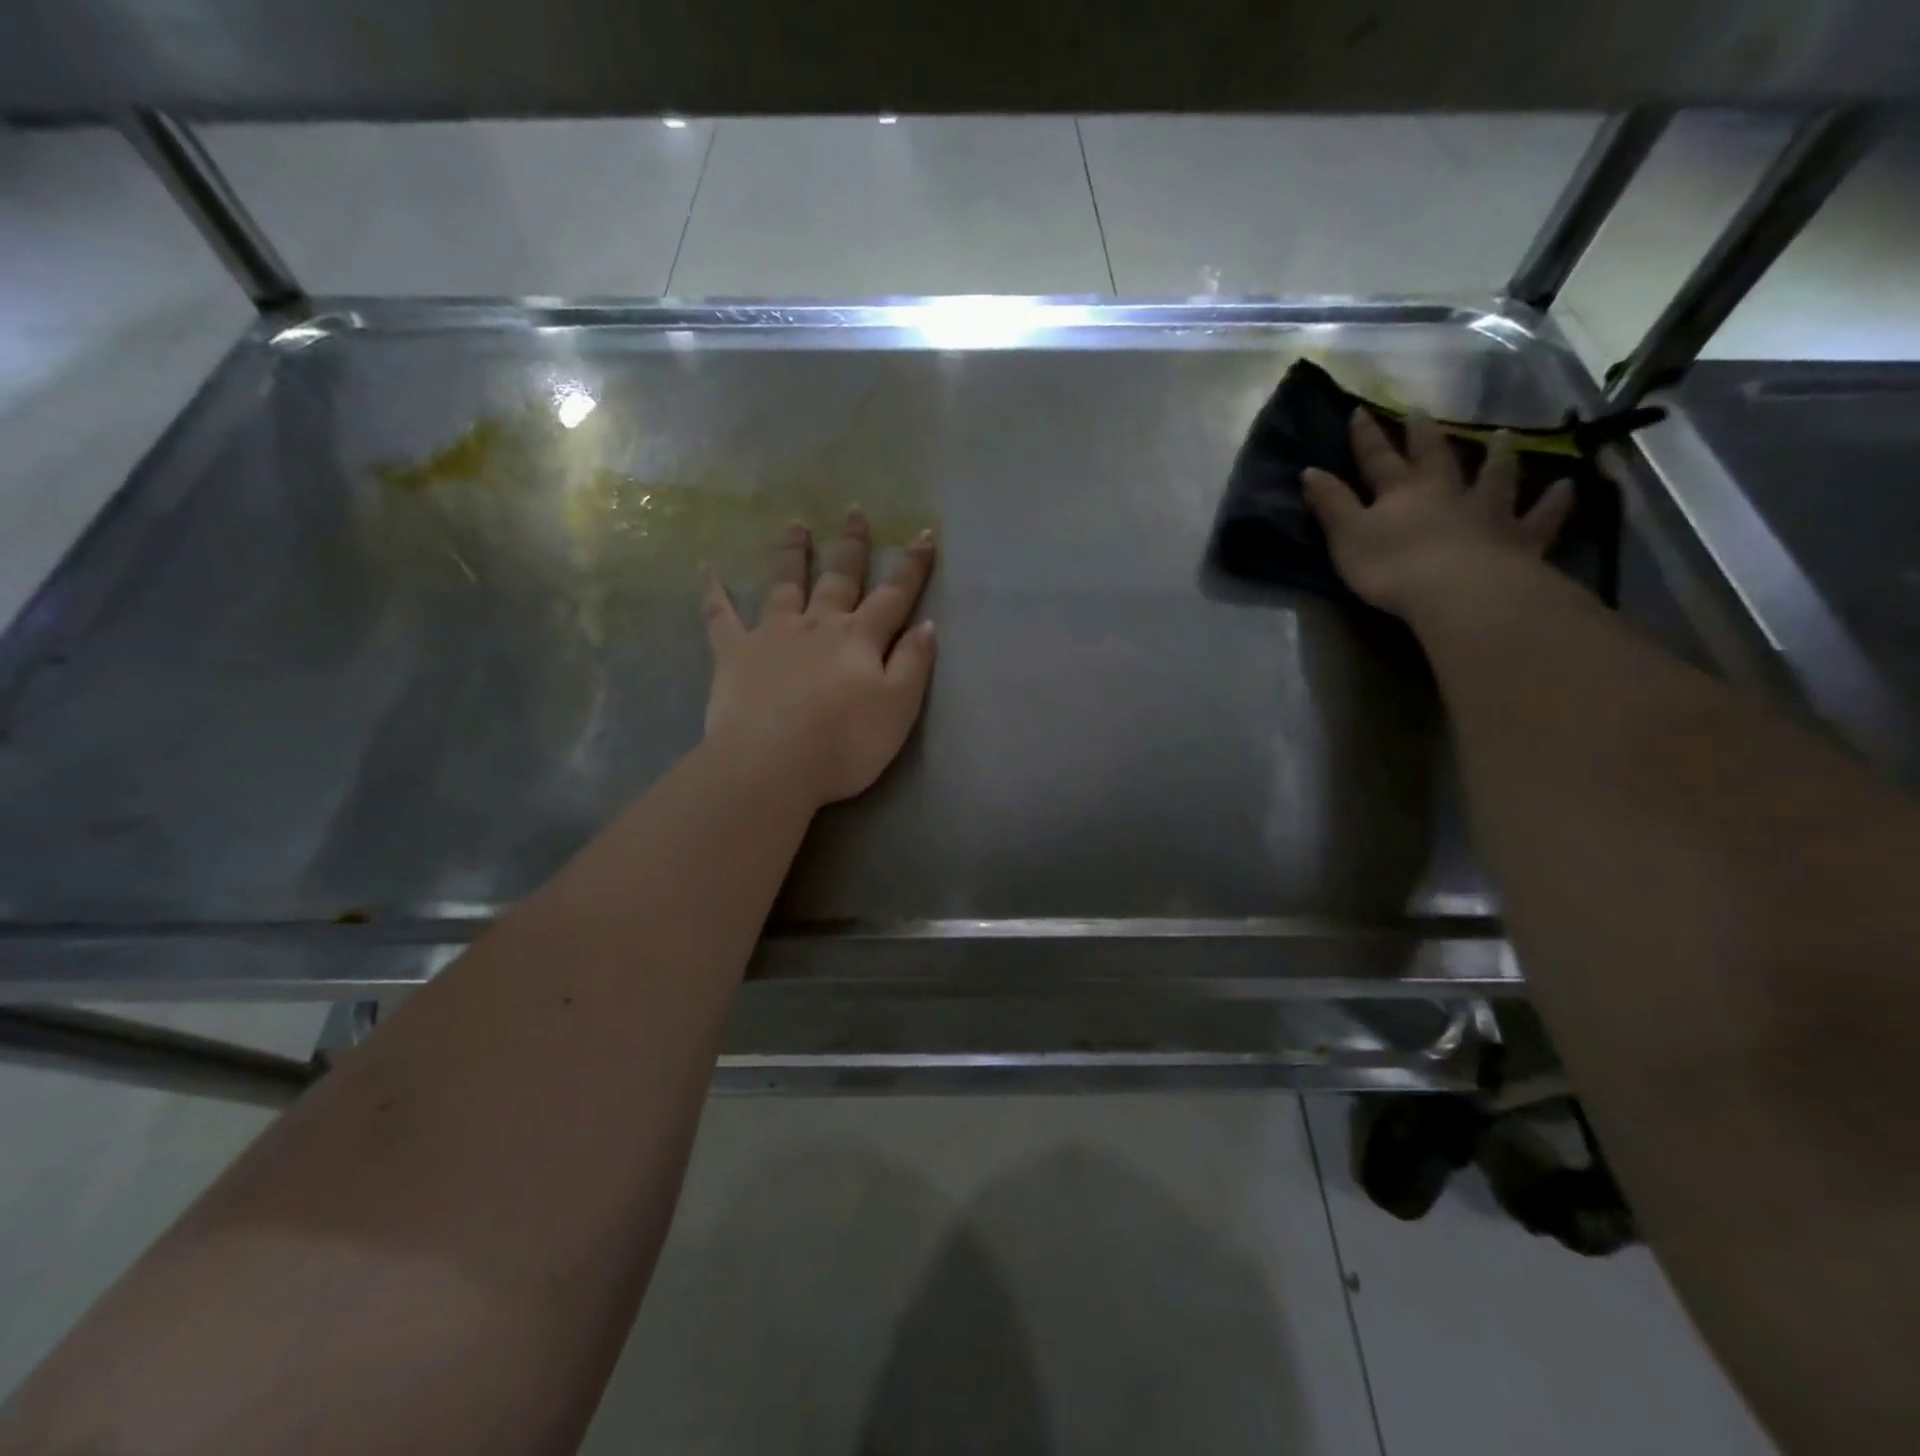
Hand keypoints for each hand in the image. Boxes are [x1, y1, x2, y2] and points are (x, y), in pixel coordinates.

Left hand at [703, 512, 937, 809]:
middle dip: (850, 546)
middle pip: (839, 578)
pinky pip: (720, 616)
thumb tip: (927, 625)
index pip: (893, 595)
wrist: (771, 765)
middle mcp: (817, 625)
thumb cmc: (844, 743)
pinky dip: (714, 593)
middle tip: (854, 512)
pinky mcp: (733, 654)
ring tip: (795, 525)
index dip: (911, 567)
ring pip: (784, 584)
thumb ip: (913, 664)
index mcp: (860, 638)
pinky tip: (707, 569)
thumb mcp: (898, 708)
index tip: (924, 534)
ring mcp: (772, 635)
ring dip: (792, 554)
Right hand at [1302, 409, 1574, 620]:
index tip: (1360, 412)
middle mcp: (1445, 492)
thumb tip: (1310, 470)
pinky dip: (1553, 501)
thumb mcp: (1347, 536)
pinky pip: (1541, 516)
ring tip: (1503, 437)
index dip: (1367, 437)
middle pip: (1435, 456)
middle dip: (1424, 435)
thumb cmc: (1393, 566)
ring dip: (1497, 456)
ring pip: (1495, 476)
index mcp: (1400, 493)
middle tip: (1423, 411)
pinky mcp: (1519, 539)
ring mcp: (1487, 512)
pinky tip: (1566, 487)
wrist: (1459, 591)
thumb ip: (1330, 504)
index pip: (1377, 459)